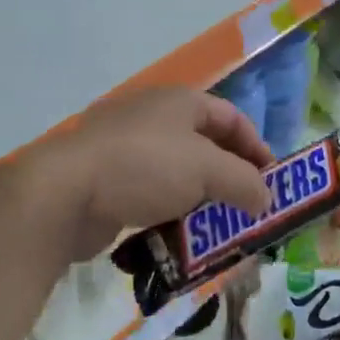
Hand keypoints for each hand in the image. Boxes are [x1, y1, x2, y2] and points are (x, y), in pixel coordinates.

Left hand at [34, 87, 272, 262]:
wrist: (66, 193)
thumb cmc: (145, 167)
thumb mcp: (208, 170)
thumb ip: (245, 182)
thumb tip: (266, 199)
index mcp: (180, 101)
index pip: (232, 117)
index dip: (257, 146)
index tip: (273, 182)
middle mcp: (153, 118)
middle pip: (205, 146)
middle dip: (230, 178)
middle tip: (248, 209)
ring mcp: (126, 149)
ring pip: (178, 174)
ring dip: (201, 201)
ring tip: (219, 230)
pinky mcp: (107, 181)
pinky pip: (151, 195)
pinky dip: (170, 214)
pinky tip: (180, 238)